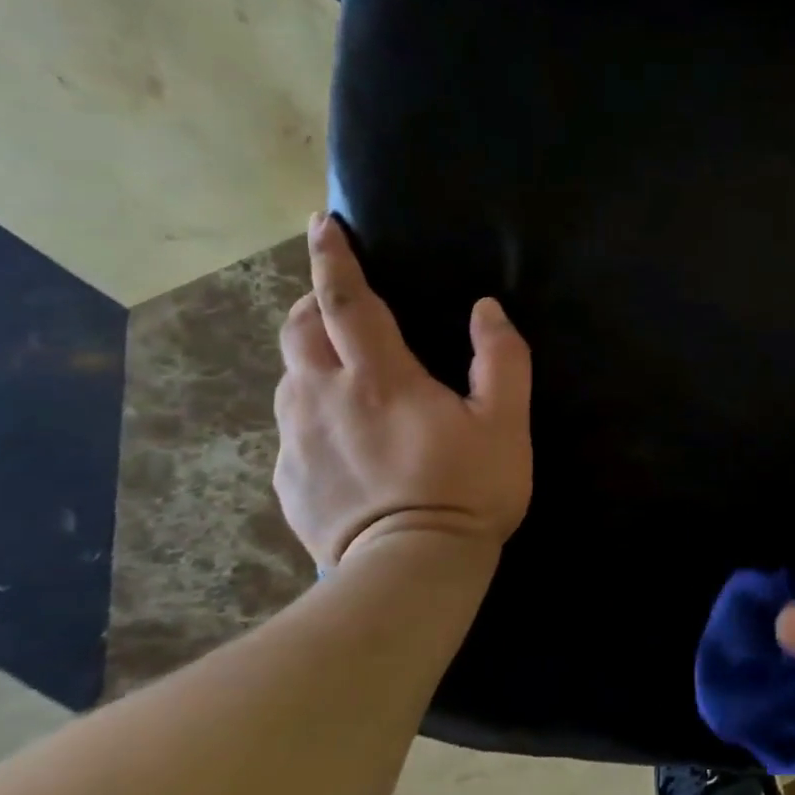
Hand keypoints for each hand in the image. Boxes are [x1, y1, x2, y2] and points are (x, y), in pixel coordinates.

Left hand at [273, 213, 532, 571]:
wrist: (409, 570)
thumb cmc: (467, 490)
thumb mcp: (506, 423)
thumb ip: (501, 359)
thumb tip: (486, 310)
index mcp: (379, 378)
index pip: (345, 300)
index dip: (333, 258)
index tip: (323, 225)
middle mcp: (323, 397)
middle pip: (299, 330)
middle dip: (313, 302)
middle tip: (339, 302)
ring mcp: (297, 440)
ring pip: (289, 376)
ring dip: (311, 357)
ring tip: (344, 369)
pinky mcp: (288, 479)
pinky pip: (292, 426)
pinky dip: (312, 410)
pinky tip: (345, 438)